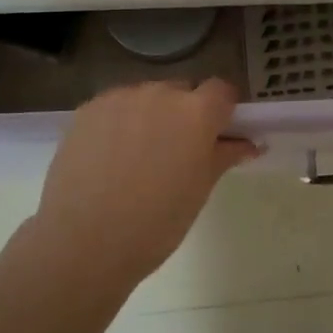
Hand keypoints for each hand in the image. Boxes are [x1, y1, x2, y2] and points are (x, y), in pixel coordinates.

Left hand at [36, 79, 259, 285]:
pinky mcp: (88, 109)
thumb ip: (224, 155)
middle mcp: (160, 94)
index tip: (217, 135)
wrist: (84, 242)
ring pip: (147, 98)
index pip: (222, 91)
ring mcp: (120, 98)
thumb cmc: (156, 222)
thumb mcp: (200, 189)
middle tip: (176, 152)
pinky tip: (109, 156)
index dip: (223, 111)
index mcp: (196, 112)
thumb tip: (248, 143)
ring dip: (150, 116)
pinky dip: (119, 122)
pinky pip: (115, 107)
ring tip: (137, 157)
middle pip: (182, 91)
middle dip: (185, 113)